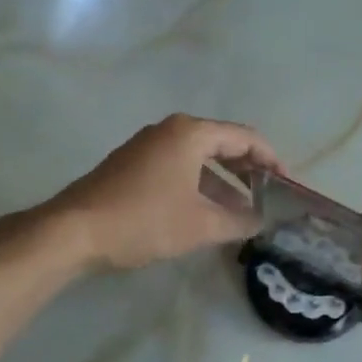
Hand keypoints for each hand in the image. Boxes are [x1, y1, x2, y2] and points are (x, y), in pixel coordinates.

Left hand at [51, 114, 279, 270]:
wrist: (74, 231)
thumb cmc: (144, 220)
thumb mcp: (200, 226)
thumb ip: (238, 222)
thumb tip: (261, 222)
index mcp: (190, 133)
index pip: (245, 138)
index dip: (271, 160)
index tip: (287, 185)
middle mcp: (170, 130)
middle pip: (222, 144)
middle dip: (248, 170)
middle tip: (269, 196)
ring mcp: (147, 146)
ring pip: (198, 158)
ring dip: (223, 182)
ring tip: (243, 210)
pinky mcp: (132, 164)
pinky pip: (178, 167)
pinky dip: (199, 185)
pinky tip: (206, 212)